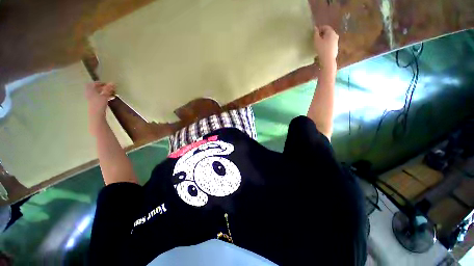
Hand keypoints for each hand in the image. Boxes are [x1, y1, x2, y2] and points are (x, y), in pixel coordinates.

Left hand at [85, 82, 114, 134]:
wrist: (96, 115)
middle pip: (95, 89)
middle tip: (110, 89)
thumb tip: (113, 83)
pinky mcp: (94, 104)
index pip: (93, 84)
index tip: (107, 84)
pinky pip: (99, 98)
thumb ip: (108, 89)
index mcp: (90, 90)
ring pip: (97, 94)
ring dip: (104, 93)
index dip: (100, 83)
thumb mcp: (104, 95)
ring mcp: (91, 99)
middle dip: (102, 88)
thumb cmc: (99, 104)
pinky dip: (103, 97)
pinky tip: (109, 99)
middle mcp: (89, 94)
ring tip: (111, 94)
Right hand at [313, 25, 338, 68]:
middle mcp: (335, 35)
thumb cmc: (322, 49)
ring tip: (319, 44)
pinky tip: (322, 48)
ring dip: (324, 39)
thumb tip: (315, 28)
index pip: (325, 27)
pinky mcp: (335, 47)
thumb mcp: (317, 41)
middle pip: (328, 32)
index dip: (319, 29)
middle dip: (322, 34)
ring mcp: (336, 41)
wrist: (328, 59)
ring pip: (329, 37)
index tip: (314, 33)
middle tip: (316, 39)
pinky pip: (330, 42)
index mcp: (331, 32)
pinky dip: (326, 43)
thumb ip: (315, 34)